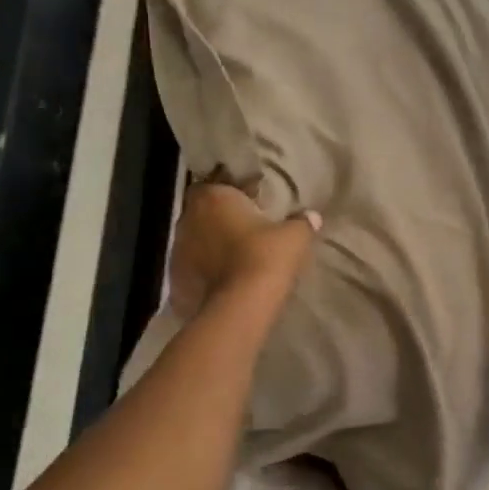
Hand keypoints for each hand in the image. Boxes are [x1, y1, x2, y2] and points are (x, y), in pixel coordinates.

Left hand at [168, 178, 319, 320]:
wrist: (240, 305)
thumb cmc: (265, 256)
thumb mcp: (294, 236)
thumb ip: (302, 222)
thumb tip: (313, 217)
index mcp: (214, 198)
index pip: (213, 184)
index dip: (229, 193)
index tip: (248, 203)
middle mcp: (189, 218)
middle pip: (202, 212)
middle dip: (219, 219)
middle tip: (243, 229)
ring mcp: (178, 249)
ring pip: (195, 240)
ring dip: (210, 245)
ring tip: (233, 256)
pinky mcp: (176, 278)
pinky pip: (192, 267)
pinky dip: (204, 270)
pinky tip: (222, 279)